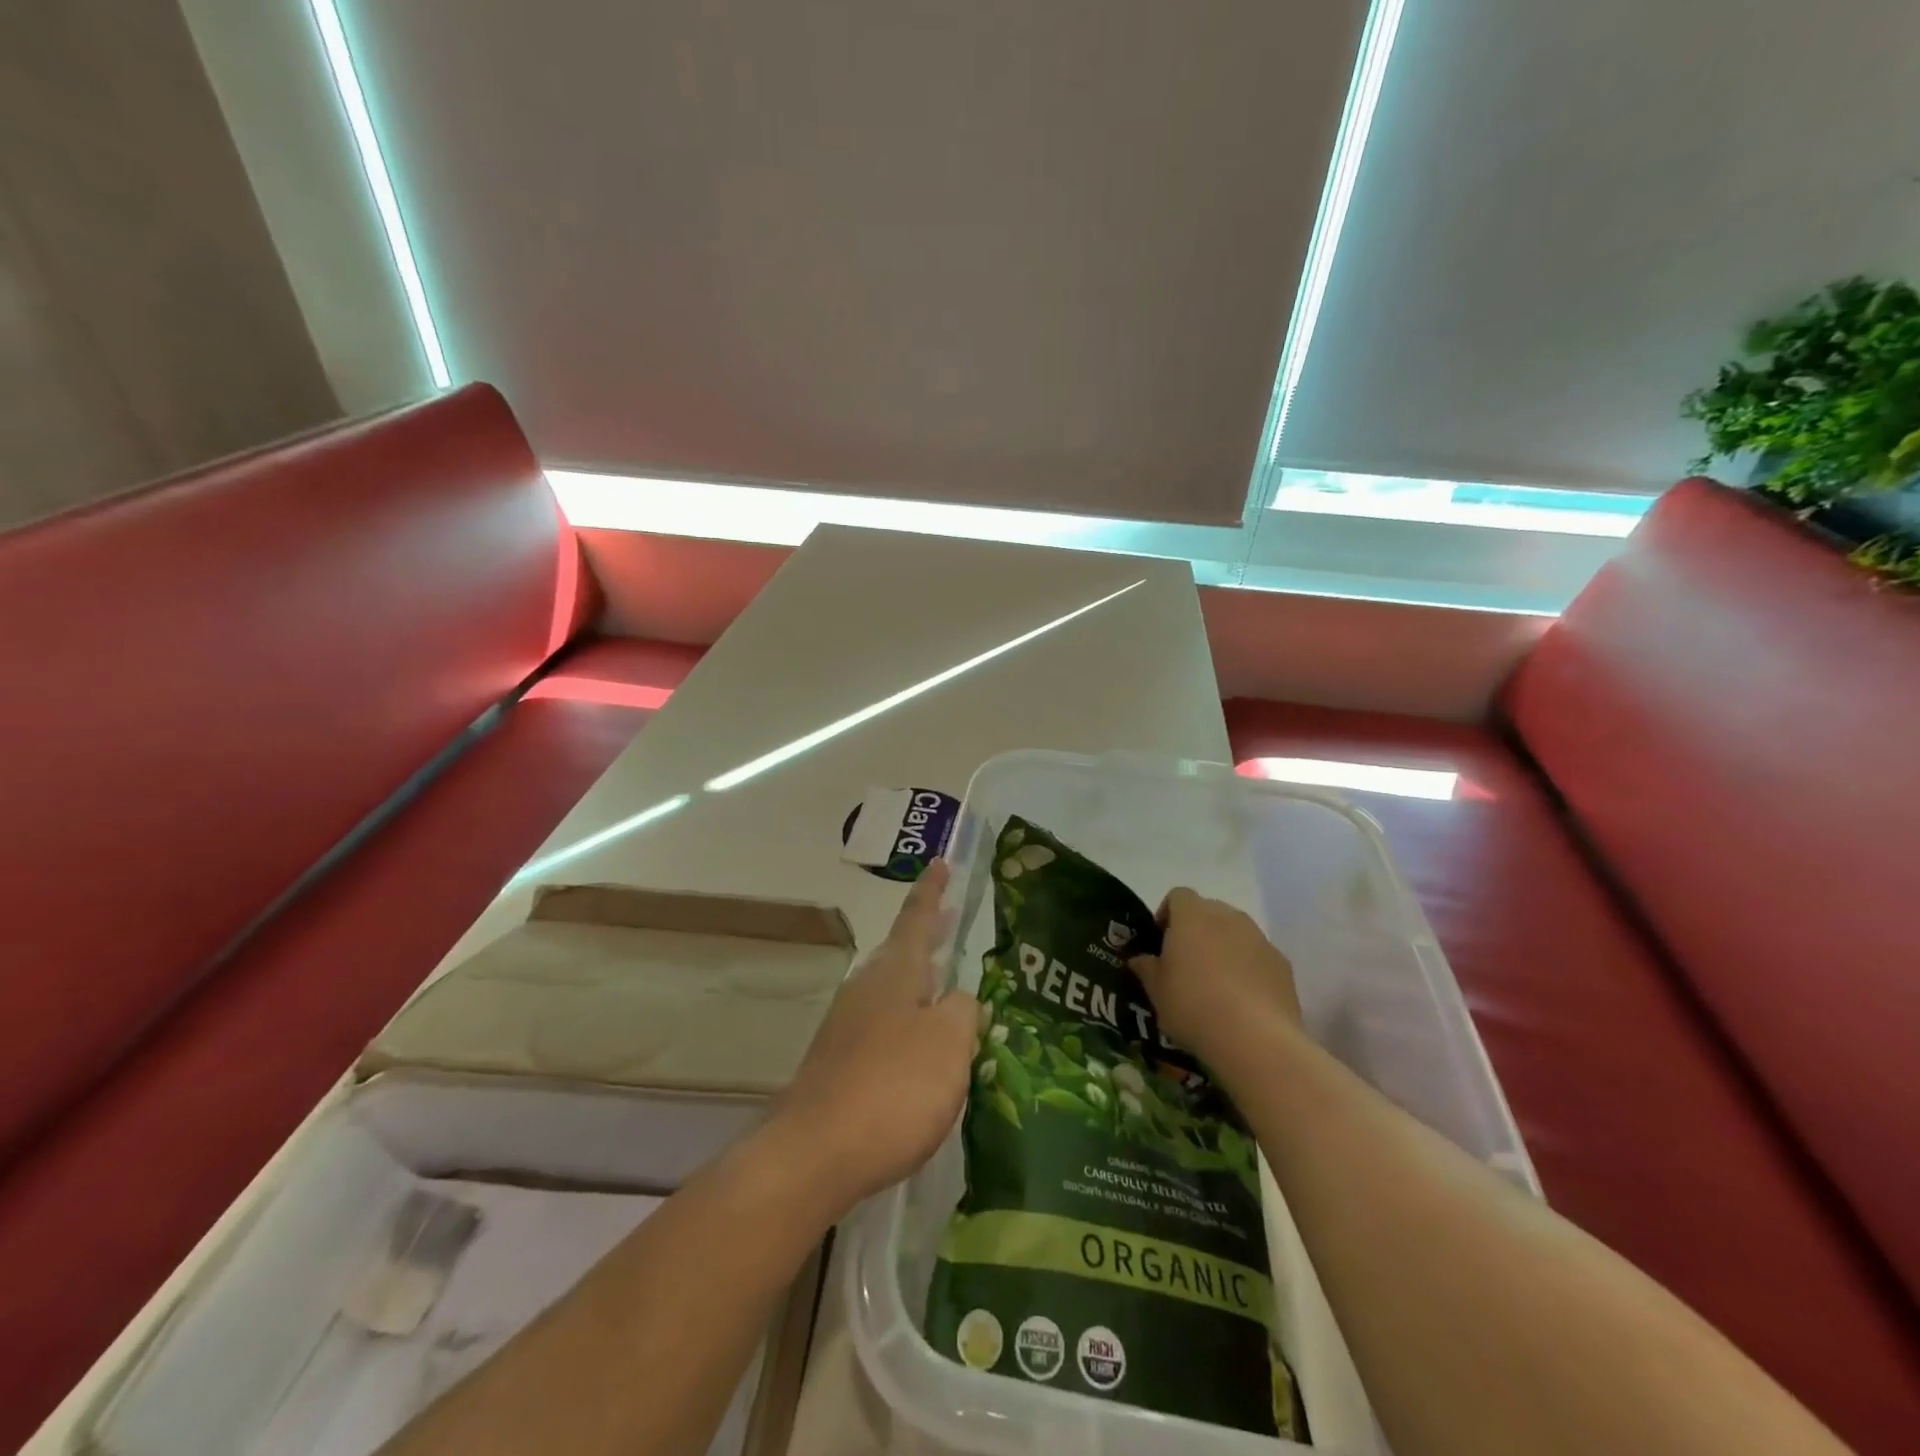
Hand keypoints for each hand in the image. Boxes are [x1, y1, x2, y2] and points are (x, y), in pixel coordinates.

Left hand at [765, 861, 976, 1218]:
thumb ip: (963, 1013)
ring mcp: (847, 1028)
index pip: (917, 919)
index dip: (932, 892)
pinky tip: (921, 1051)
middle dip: (926, 936)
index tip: (940, 862)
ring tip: (944, 986)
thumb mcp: (949, 1043)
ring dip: (918, 982)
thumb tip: (958, 1002)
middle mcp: (867, 990)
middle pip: (901, 953)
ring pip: (891, 991)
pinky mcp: (839, 1065)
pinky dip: (907, 1023)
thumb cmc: (893, 1087)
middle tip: (948, 918)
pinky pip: (883, 1028)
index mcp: (895, 974)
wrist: (816, 1154)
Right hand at [1130, 887, 1301, 1070]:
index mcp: (1192, 915)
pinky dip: (1248, 969)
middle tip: (1186, 963)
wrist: (1255, 1038)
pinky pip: (1258, 956)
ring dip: (1224, 948)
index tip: (1161, 941)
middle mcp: (1228, 916)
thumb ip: (1146, 968)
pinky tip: (1242, 1001)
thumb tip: (1139, 959)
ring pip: (1236, 933)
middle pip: (1209, 911)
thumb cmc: (1193, 1005)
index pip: (1178, 896)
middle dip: (1196, 930)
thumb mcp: (1156, 990)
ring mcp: (1259, 938)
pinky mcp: (1282, 964)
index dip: (1167, 914)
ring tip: (1215, 985)